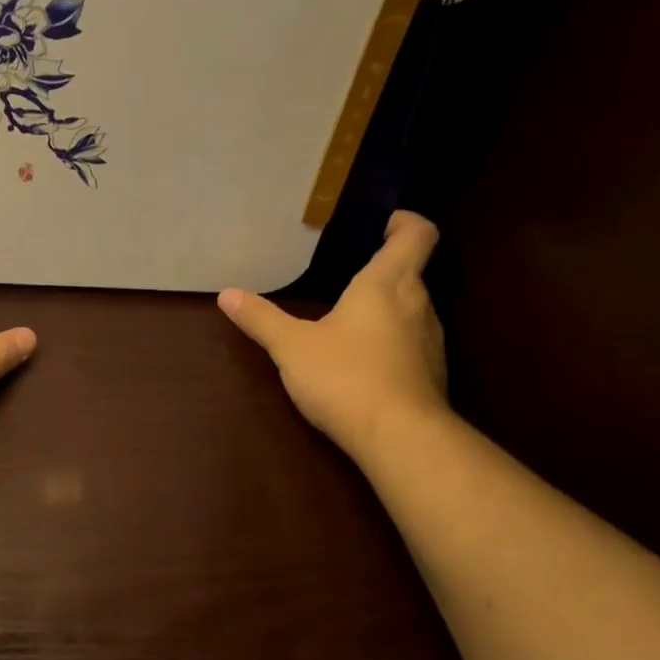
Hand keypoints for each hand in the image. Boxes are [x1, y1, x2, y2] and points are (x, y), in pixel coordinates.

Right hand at [218, 210, 448, 460]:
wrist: (400, 437)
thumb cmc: (345, 377)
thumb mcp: (291, 347)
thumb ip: (261, 319)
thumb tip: (227, 294)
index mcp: (387, 284)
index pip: (416, 234)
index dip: (404, 222)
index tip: (383, 222)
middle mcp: (418, 303)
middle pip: (411, 272)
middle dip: (383, 270)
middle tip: (347, 275)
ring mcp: (431, 340)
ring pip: (412, 310)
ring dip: (387, 309)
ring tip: (350, 320)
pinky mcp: (433, 373)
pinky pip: (412, 343)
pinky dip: (391, 343)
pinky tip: (362, 363)